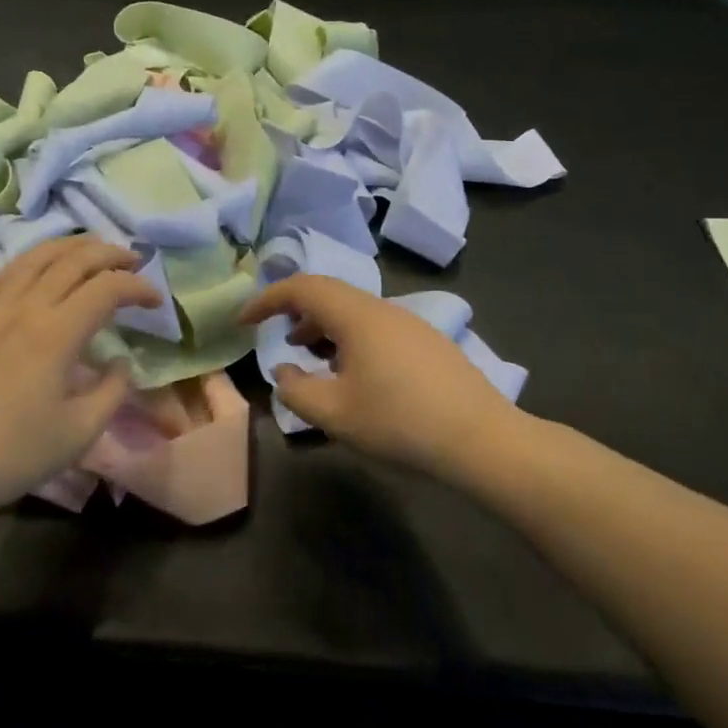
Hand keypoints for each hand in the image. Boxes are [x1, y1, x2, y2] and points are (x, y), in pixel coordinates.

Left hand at [0, 236, 159, 524]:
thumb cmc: (12, 455)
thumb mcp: (79, 433)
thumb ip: (112, 391)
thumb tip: (121, 362)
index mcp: (55, 334)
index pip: (106, 288)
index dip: (138, 287)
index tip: (156, 302)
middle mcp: (24, 307)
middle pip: (73, 259)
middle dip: (110, 253)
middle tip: (134, 261)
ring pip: (35, 256)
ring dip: (71, 247)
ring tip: (93, 251)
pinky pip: (2, 272)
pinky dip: (29, 261)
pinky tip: (36, 269)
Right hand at [240, 275, 520, 478]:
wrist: (482, 439)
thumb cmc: (400, 422)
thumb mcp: (335, 414)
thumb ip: (295, 390)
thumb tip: (283, 370)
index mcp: (356, 316)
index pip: (302, 288)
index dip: (267, 299)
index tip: (244, 320)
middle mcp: (382, 308)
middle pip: (329, 294)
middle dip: (295, 311)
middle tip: (276, 336)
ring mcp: (410, 323)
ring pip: (354, 311)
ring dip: (323, 326)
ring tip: (309, 355)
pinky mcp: (427, 342)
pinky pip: (375, 326)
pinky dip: (349, 338)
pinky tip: (352, 373)